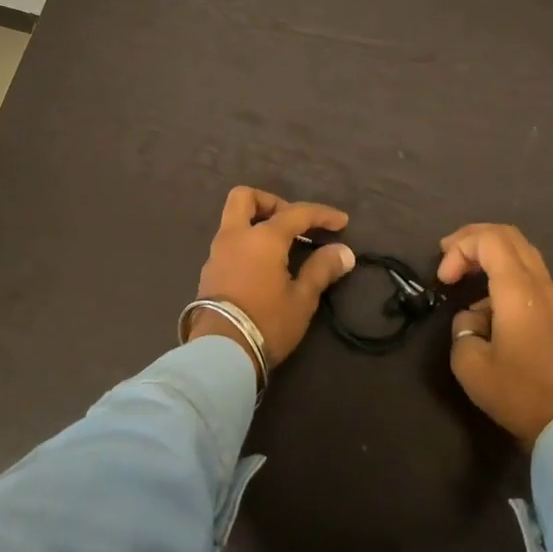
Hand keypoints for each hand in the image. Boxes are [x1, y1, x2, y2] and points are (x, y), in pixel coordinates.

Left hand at [192, 187, 355, 370]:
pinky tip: (263, 267)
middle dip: (271, 202)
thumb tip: (343, 252)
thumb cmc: (267, 322)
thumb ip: (321, 270)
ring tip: (282, 248)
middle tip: (293, 223)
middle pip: (245, 198)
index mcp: (263, 238)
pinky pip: (229, 243)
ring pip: (233, 221)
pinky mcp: (209, 273)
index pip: (296, 213)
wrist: (220, 353)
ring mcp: (217, 253)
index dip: (321, 215)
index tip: (341, 222)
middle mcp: (236, 236)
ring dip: (257, 224)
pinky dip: (247, 244)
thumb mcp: (302, 299)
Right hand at [438, 223, 552, 447]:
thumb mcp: (469, 361)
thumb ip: (463, 324)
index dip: (460, 249)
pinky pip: (527, 270)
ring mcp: (551, 295)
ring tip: (462, 269)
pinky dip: (502, 267)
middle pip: (507, 235)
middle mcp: (539, 283)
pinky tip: (485, 295)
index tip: (444, 280)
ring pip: (520, 249)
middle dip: (472, 238)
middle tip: (446, 254)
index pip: (489, 240)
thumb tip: (473, 316)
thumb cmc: (514, 391)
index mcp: (518, 290)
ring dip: (488, 251)